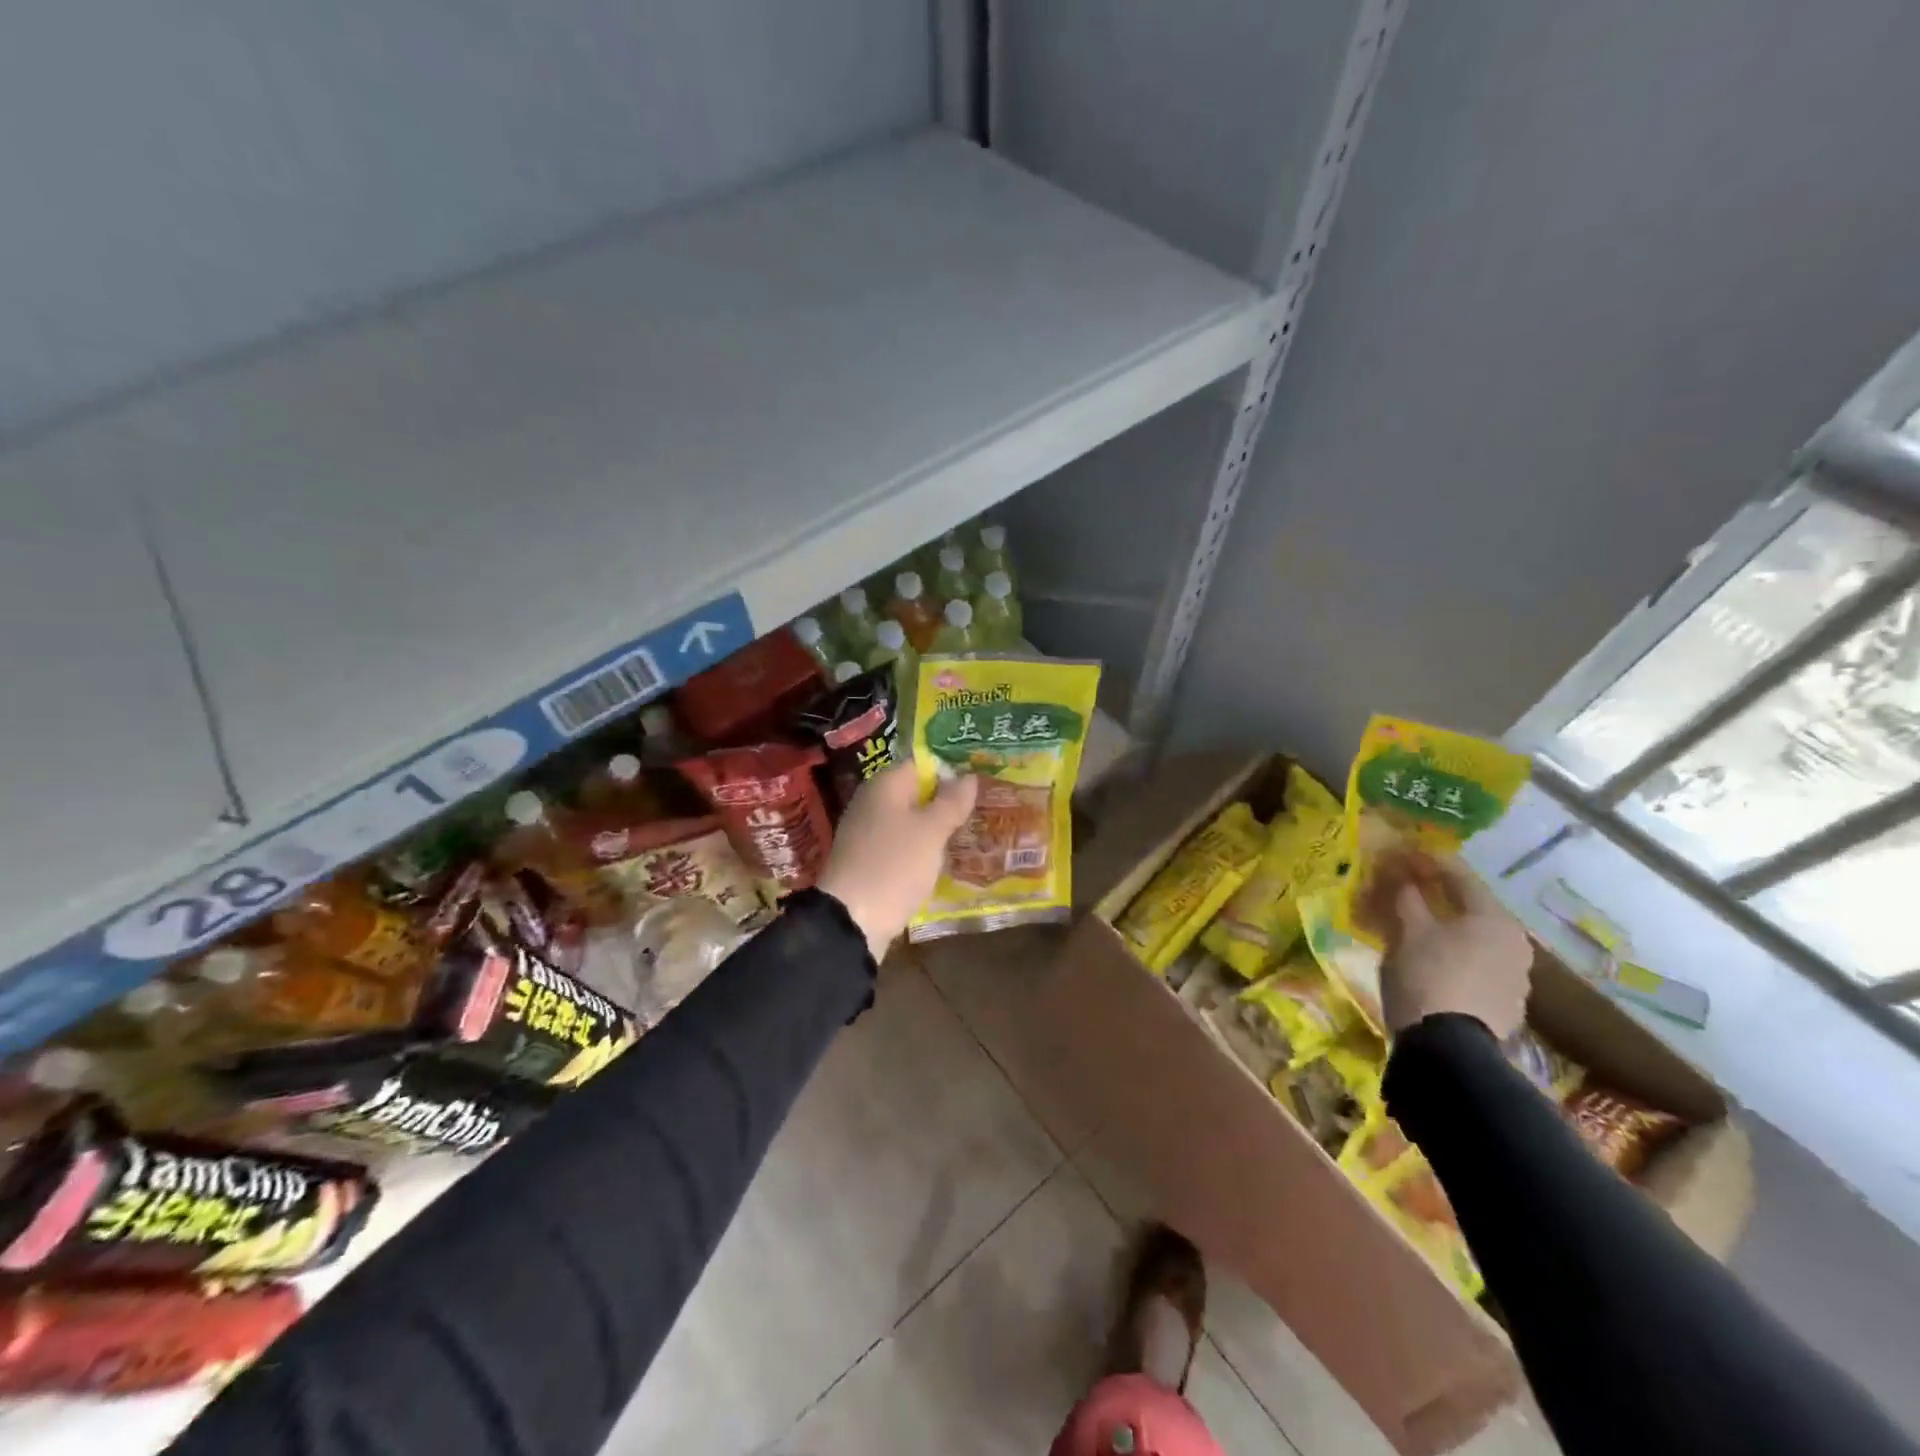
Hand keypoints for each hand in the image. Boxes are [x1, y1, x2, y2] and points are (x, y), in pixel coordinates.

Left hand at [817, 761, 977, 959]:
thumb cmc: (895, 865)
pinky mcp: (867, 861)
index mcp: (884, 785)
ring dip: (935, 828)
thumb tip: (968, 776)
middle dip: (945, 802)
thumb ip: (951, 802)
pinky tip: (941, 861)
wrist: (851, 920)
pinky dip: (920, 850)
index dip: (950, 771)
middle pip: (915, 793)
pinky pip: (900, 845)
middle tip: (981, 810)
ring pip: (909, 821)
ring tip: (970, 834)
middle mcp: (871, 803)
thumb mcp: (931, 831)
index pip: (921, 764)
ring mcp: (866, 833)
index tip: (979, 784)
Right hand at [1378, 851, 1532, 1039]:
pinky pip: (1475, 965)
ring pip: (1474, 938)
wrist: (1448, 1049)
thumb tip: (1400, 873)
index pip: (1459, 875)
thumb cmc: (1427, 976)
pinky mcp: (1506, 1004)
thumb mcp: (1407, 931)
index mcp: (1494, 918)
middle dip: (1437, 896)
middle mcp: (1515, 942)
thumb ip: (1406, 897)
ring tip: (1413, 926)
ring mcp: (1515, 977)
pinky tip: (1429, 961)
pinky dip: (1452, 954)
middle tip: (1405, 887)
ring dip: (1445, 927)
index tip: (1402, 852)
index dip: (1427, 860)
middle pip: (1470, 908)